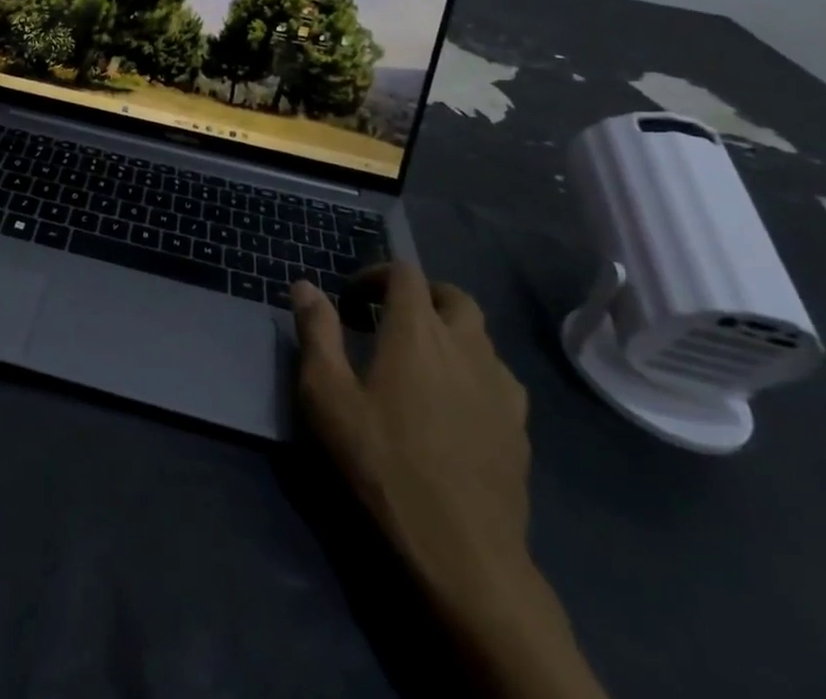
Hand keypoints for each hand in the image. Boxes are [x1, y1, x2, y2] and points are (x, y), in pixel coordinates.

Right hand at [291, 265, 532, 611]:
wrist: (462, 552)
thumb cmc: (383, 464)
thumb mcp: (328, 396)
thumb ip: (317, 333)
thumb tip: (305, 285)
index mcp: (417, 330)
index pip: (404, 273)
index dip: (376, 274)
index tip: (351, 301)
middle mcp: (465, 344)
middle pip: (452, 296)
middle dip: (420, 297)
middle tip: (390, 322)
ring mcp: (500, 386)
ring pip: (481, 336)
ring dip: (451, 333)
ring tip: (423, 363)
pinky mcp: (519, 427)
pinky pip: (499, 378)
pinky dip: (475, 373)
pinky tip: (457, 405)